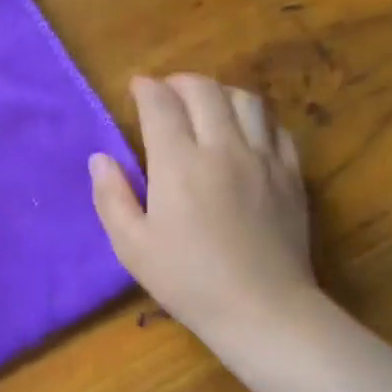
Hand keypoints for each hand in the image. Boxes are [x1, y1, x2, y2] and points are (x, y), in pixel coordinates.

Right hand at [90, 74, 318, 343]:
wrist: (263, 310)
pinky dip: (255, 118)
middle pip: (204, 90)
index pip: (161, 104)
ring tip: (205, 105)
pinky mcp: (291, 174)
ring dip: (220, 92)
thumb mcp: (131, 246)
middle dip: (180, 81)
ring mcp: (263, 159)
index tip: (136, 87)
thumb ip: (111, 196)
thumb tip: (100, 158)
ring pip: (245, 100)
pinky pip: (276, 127)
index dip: (146, 88)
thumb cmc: (187, 280)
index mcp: (178, 164)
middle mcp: (223, 149)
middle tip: (166, 92)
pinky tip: (244, 132)